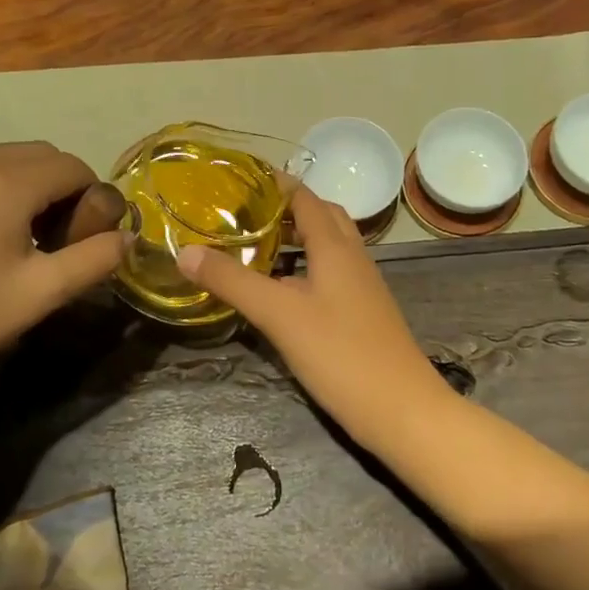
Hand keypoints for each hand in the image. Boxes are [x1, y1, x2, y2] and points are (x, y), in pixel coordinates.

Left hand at [0, 142, 127, 387]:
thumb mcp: (39, 293)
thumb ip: (93, 260)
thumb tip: (126, 238)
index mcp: (6, 182)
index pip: (72, 166)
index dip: (93, 198)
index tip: (88, 240)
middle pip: (40, 155)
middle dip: (64, 187)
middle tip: (61, 239)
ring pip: (6, 161)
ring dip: (31, 187)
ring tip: (27, 240)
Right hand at [178, 188, 450, 442]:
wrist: (402, 411)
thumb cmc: (341, 353)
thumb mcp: (278, 314)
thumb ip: (232, 281)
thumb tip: (185, 251)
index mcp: (335, 246)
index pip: (305, 197)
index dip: (276, 183)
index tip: (238, 178)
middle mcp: (353, 257)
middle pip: (321, 216)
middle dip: (286, 208)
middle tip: (244, 212)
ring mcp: (362, 286)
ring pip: (328, 247)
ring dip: (296, 238)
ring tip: (256, 245)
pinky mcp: (362, 313)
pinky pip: (330, 274)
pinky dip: (304, 268)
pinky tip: (281, 291)